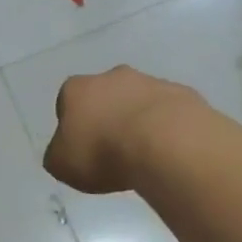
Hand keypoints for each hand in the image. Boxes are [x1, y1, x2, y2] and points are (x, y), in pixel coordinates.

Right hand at [43, 66, 204, 193]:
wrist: (164, 143)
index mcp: (77, 89)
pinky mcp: (182, 94)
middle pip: (105, 95)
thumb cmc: (103, 152)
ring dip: (139, 121)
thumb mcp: (61, 164)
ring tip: (145, 155)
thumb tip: (64, 151)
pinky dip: (167, 127)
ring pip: (139, 101)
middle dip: (108, 116)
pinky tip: (169, 151)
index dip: (74, 125)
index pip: (67, 101)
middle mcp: (113, 76)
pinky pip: (169, 112)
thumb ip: (59, 154)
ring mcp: (151, 82)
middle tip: (114, 149)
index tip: (82, 148)